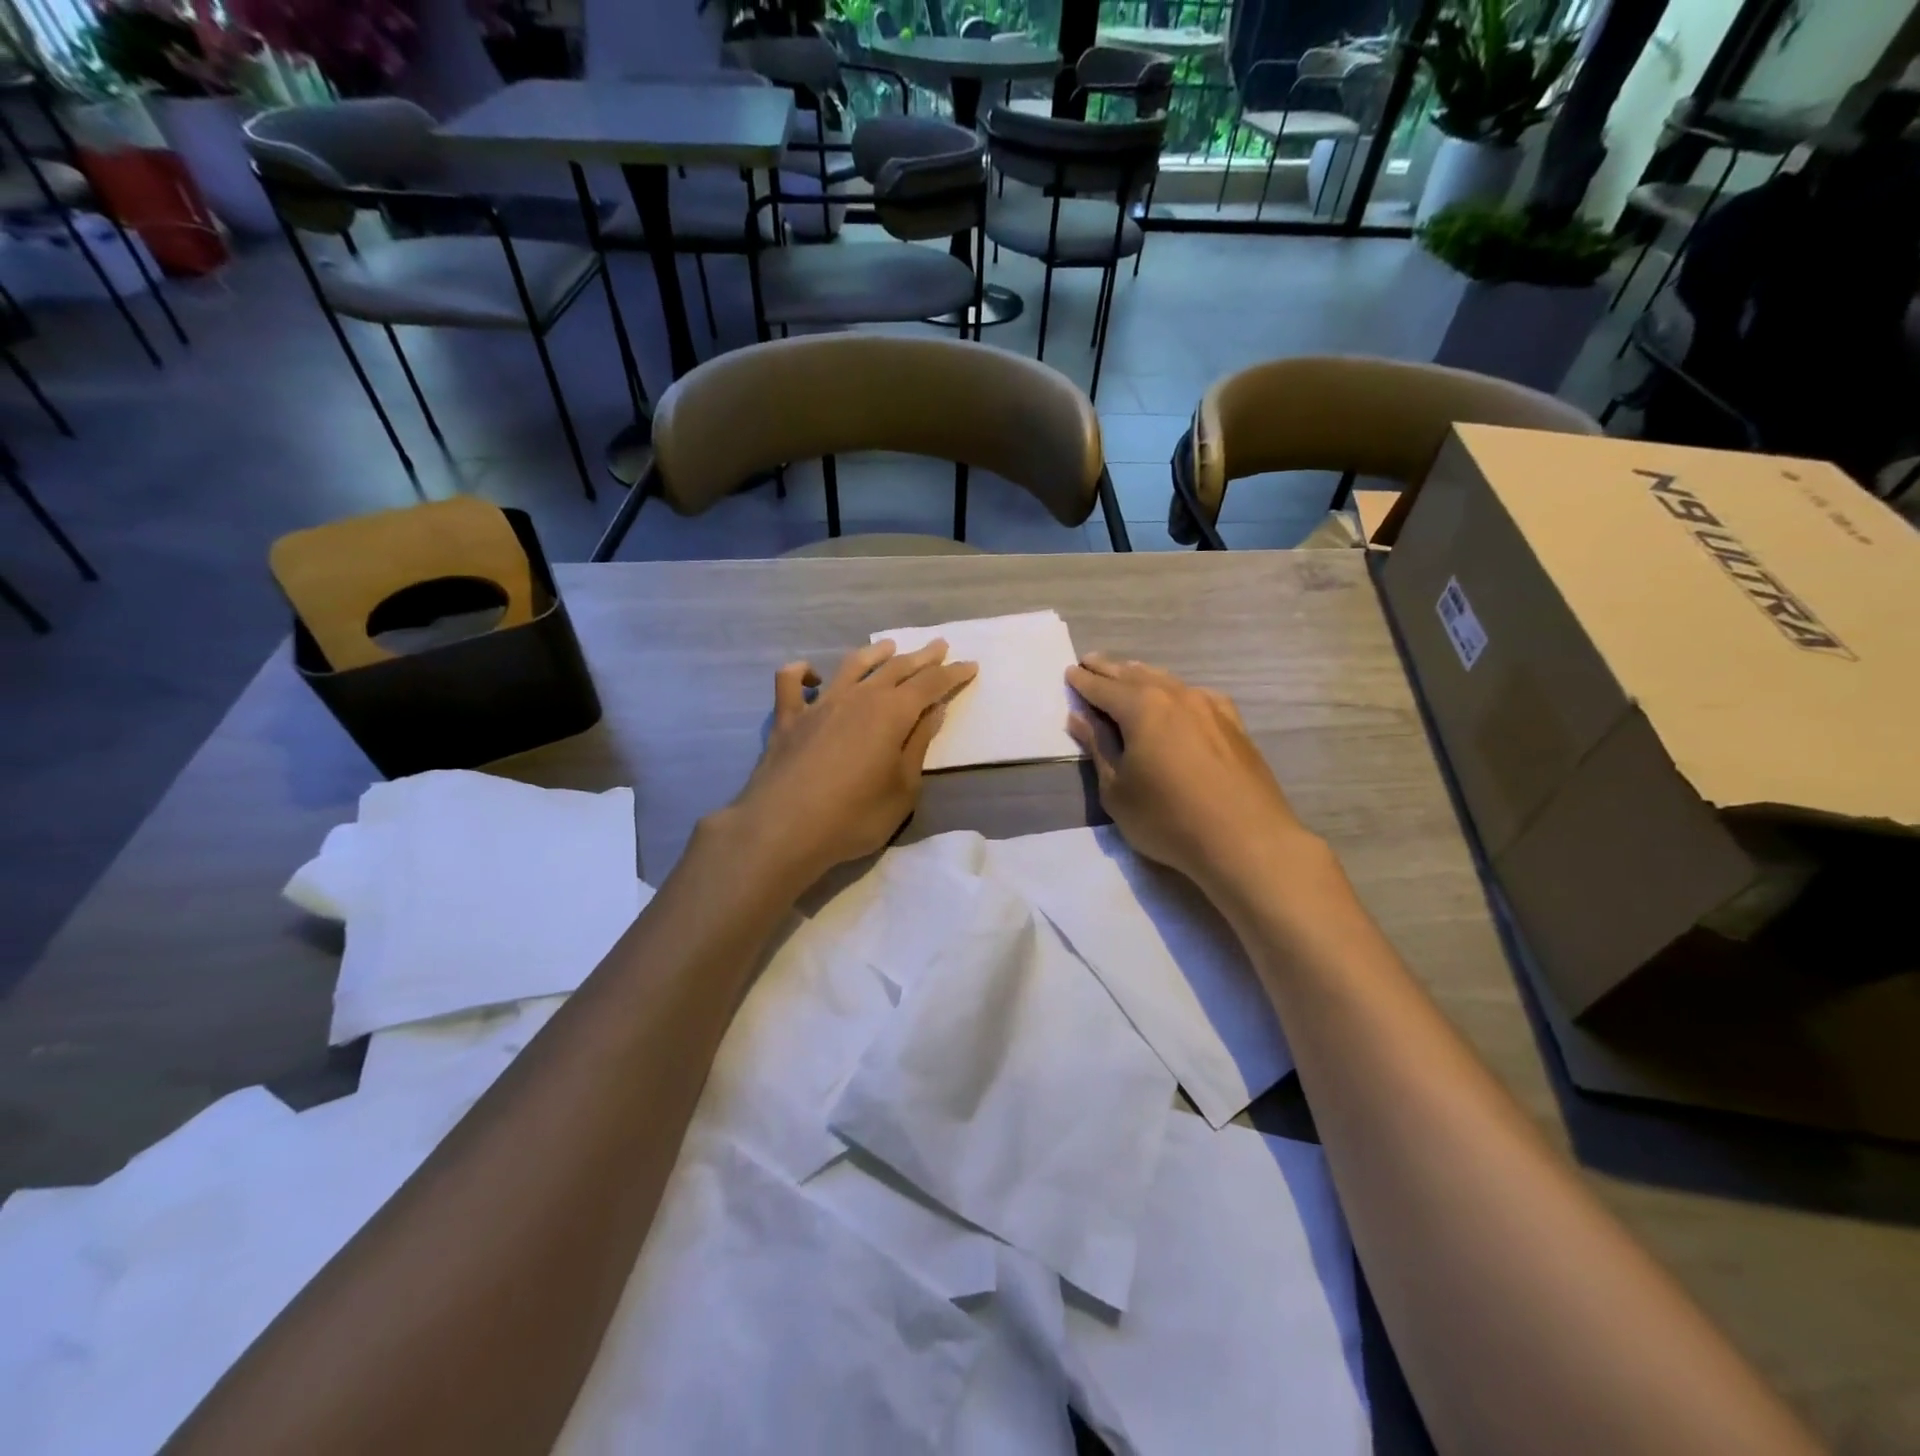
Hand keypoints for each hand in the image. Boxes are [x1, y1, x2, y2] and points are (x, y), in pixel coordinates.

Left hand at [727, 639, 976, 886]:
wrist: (784, 828)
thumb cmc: (855, 816)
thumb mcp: (903, 788)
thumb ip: (918, 745)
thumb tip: (933, 711)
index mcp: (892, 712)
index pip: (931, 685)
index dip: (952, 674)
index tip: (970, 665)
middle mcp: (858, 697)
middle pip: (896, 668)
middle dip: (922, 657)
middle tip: (939, 645)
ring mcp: (820, 704)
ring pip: (851, 666)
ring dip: (874, 653)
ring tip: (889, 646)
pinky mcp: (788, 719)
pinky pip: (790, 683)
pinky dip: (802, 672)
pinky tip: (812, 676)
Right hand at [1066, 652, 1318, 894]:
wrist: (1246, 840)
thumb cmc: (1168, 819)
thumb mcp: (1117, 790)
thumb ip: (1098, 748)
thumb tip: (1080, 717)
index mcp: (1142, 708)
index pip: (1103, 688)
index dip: (1083, 681)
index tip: (1070, 671)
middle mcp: (1176, 696)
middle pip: (1135, 676)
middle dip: (1109, 669)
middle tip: (1090, 661)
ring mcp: (1210, 707)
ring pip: (1168, 681)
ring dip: (1142, 676)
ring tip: (1127, 671)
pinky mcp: (1234, 724)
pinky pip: (1196, 696)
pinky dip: (1176, 691)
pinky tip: (1179, 697)